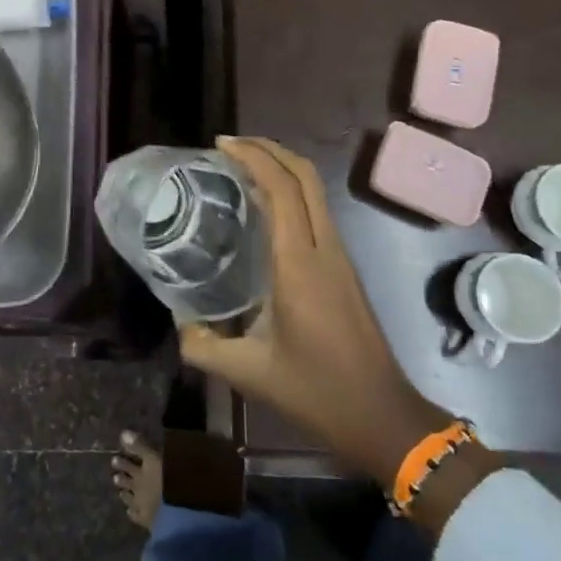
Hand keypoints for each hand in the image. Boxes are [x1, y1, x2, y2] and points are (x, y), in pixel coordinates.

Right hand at [179, 137, 499, 533]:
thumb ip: (202, 346)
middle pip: (304, 175)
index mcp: (299, 262)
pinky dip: (290, 192)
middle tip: (230, 145)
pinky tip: (263, 209)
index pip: (280, 188)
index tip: (221, 145)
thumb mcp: (249, 372)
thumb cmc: (317, 391)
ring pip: (314, 190)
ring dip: (281, 168)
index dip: (253, 156)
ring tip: (241, 169)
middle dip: (269, 148)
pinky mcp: (344, 267)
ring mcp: (339, 255)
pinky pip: (316, 211)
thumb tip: (178, 324)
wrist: (382, 416)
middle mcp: (323, 247)